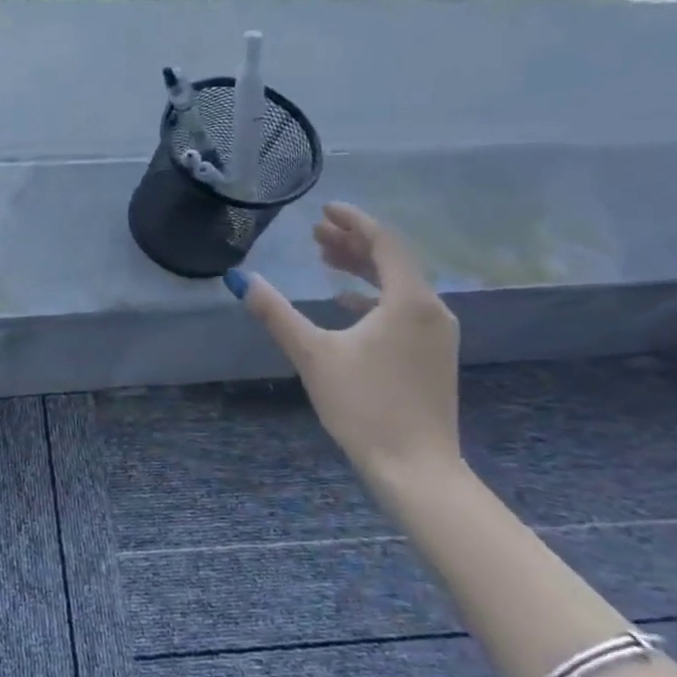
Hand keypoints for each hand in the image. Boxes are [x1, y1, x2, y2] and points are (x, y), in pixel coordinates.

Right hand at [229, 203, 460, 479]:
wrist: (415, 467)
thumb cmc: (364, 405)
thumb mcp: (313, 354)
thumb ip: (276, 313)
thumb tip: (240, 280)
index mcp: (409, 301)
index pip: (384, 243)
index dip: (354, 221)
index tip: (325, 208)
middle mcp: (431, 310)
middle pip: (392, 261)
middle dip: (353, 242)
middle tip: (316, 232)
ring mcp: (436, 335)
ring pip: (398, 285)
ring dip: (362, 268)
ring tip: (327, 257)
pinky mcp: (432, 355)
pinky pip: (403, 308)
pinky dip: (373, 295)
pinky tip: (346, 302)